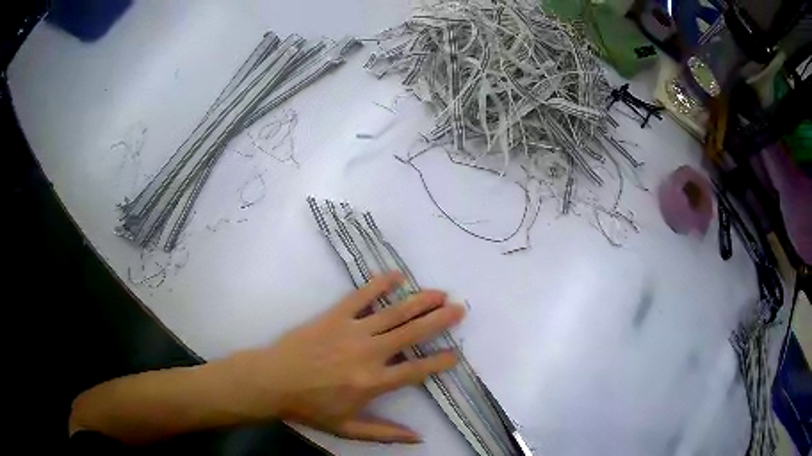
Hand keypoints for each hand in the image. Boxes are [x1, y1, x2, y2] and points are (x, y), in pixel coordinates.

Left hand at [223, 272, 464, 442]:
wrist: (273, 381)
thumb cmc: (310, 407)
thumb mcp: (347, 429)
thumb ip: (385, 433)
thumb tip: (419, 437)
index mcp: (373, 383)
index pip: (416, 370)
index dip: (440, 362)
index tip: (457, 354)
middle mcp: (369, 354)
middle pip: (412, 333)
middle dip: (439, 321)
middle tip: (460, 309)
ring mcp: (352, 331)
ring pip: (394, 312)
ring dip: (420, 301)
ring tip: (441, 293)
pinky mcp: (334, 316)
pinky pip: (361, 296)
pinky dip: (380, 284)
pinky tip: (396, 275)